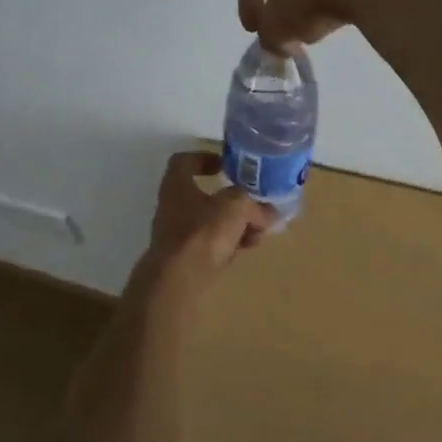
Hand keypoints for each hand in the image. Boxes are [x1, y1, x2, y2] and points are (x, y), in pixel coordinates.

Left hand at [138, 151, 272, 296]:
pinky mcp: (184, 259)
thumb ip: (253, 204)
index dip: (205, 158)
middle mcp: (172, 205)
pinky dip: (228, 244)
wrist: (177, 283)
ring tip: (258, 232)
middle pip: (204, 195)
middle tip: (253, 205)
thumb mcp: (235, 207)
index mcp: (177, 183)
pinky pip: (210, 245)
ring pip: (210, 222)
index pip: (185, 161)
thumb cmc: (202, 233)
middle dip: (231, 200)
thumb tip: (269, 212)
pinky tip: (246, 249)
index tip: (226, 166)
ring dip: (235, 224)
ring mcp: (176, 234)